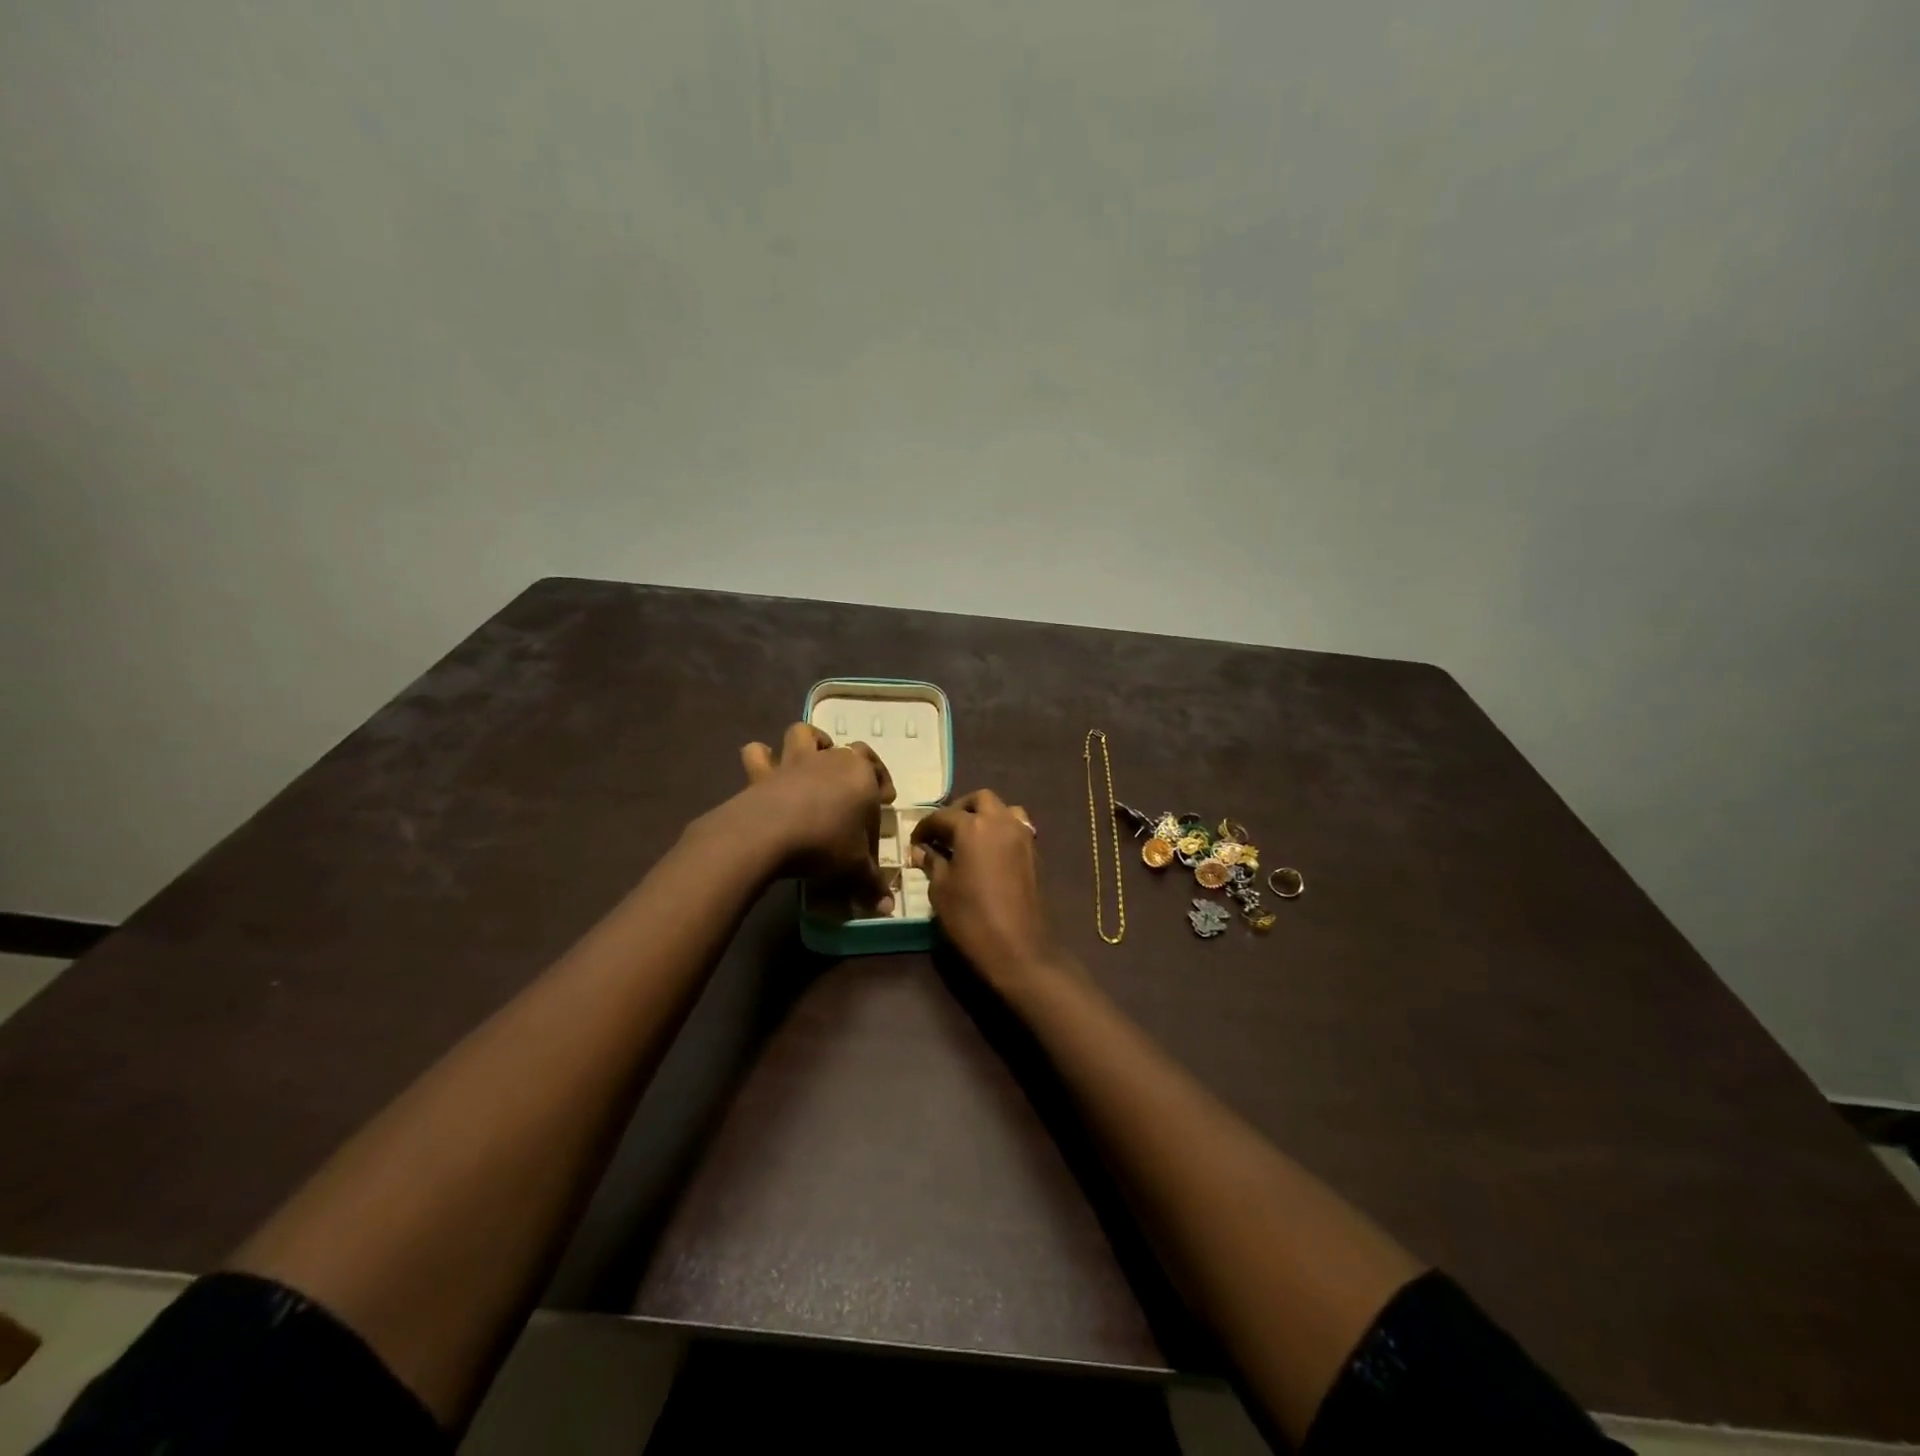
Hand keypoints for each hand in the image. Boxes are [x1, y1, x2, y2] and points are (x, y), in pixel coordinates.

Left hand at [740, 723, 896, 911]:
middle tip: (850, 790)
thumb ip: (872, 883)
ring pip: (804, 734)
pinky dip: (761, 757)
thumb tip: (888, 908)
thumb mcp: (855, 867)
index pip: (878, 774)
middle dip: (852, 765)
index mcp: (861, 775)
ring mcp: (795, 762)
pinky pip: (758, 753)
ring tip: (811, 761)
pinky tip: (765, 768)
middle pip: (847, 751)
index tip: (884, 801)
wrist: (770, 833)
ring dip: (809, 742)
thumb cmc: (825, 842)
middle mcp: (830, 759)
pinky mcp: (762, 772)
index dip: (882, 786)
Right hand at [910, 790, 1061, 990]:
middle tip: (943, 832)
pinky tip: (987, 853)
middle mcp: (1000, 821)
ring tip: (968, 838)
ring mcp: (1021, 836)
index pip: (942, 816)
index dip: (924, 828)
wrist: (1018, 948)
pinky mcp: (1033, 853)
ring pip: (1003, 809)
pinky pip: (1016, 828)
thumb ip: (932, 862)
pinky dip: (1000, 830)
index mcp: (973, 826)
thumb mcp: (940, 889)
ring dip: (985, 815)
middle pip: (979, 800)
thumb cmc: (971, 917)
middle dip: (959, 810)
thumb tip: (922, 850)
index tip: (914, 844)